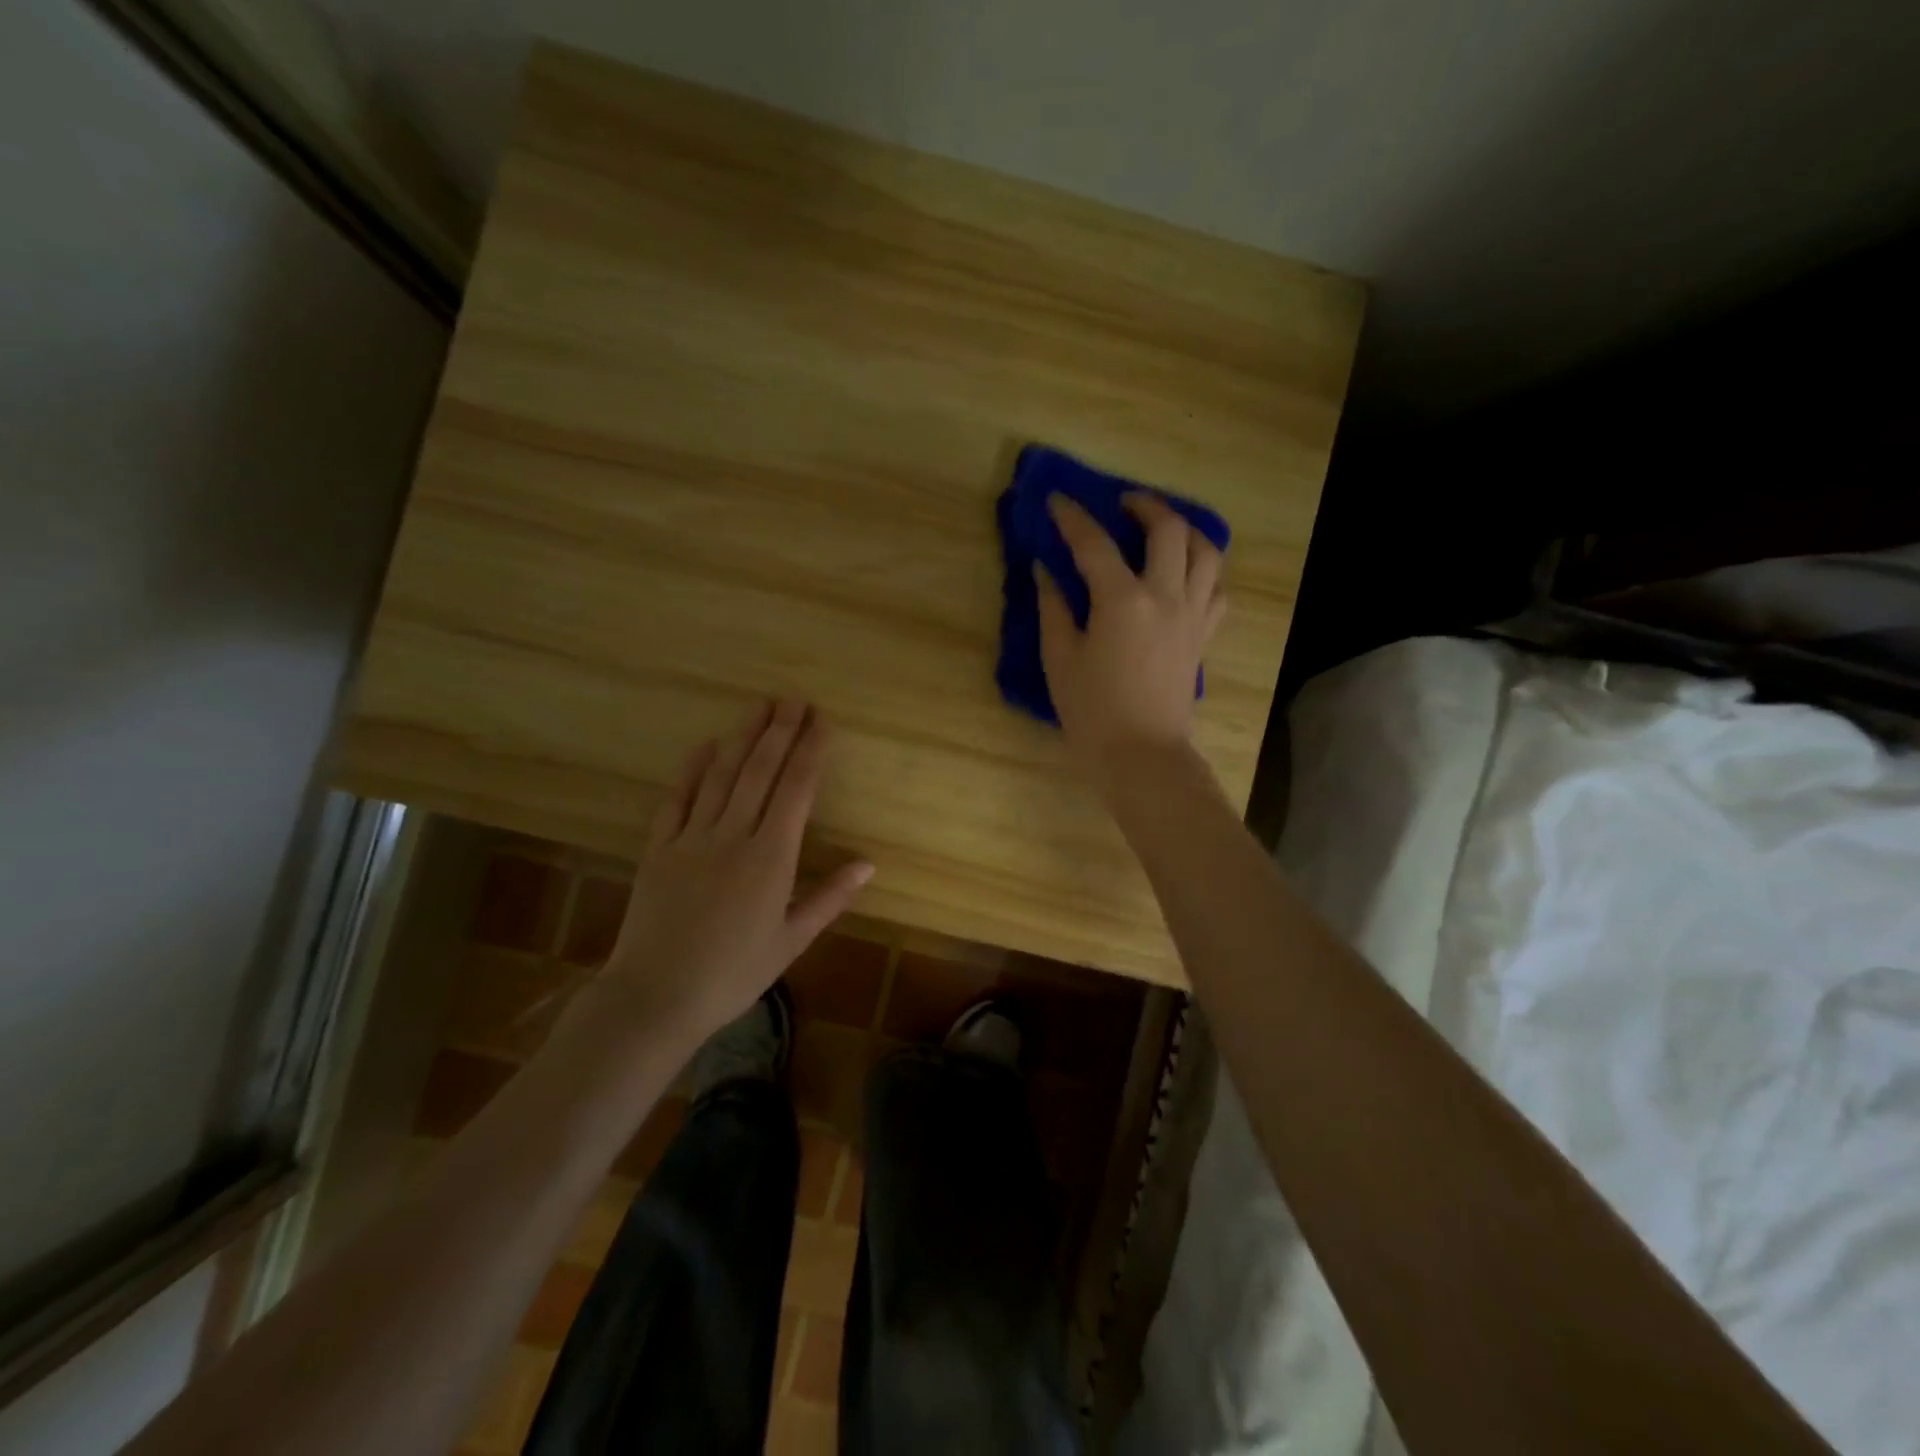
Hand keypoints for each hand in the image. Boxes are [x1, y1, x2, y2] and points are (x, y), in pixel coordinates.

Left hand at [597, 699, 872, 1044]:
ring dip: (742, 738)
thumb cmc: (733, 974)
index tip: (822, 721)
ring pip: (721, 776)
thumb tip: (868, 863)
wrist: (655, 997)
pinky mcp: (658, 848)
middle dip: (780, 731)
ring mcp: (691, 838)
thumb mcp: (791, 941)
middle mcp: (733, 836)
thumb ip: (829, 898)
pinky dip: (691, 770)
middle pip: (760, 772)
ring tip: (759, 707)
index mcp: (771, 858)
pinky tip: (704, 745)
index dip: (811, 751)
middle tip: (793, 698)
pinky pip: (676, 799)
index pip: (797, 790)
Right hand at [1035, 493, 1225, 788]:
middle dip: (1144, 506)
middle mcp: (1165, 596)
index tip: (1057, 500)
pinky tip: (1186, 574)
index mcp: (1122, 601)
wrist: (1143, 756)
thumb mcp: (1060, 660)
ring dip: (1185, 530)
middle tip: (1122, 504)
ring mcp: (1192, 615)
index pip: (1094, 543)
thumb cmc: (1093, 713)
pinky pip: (1216, 589)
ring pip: (1206, 552)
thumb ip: (1053, 609)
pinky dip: (1204, 571)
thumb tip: (1046, 571)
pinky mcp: (1203, 636)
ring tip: (1163, 529)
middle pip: (1168, 529)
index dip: (1072, 517)